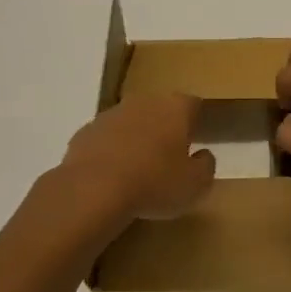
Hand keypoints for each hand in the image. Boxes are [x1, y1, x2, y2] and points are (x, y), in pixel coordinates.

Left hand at [59, 92, 216, 220]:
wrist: (93, 190)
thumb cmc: (154, 183)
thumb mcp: (195, 185)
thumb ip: (205, 166)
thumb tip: (203, 155)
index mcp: (175, 108)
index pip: (193, 104)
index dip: (195, 120)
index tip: (197, 139)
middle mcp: (144, 102)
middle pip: (159, 109)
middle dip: (164, 128)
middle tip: (168, 156)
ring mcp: (111, 114)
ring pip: (130, 122)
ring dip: (135, 138)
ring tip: (137, 170)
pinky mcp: (85, 132)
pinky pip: (105, 139)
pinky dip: (110, 152)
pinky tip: (111, 176)